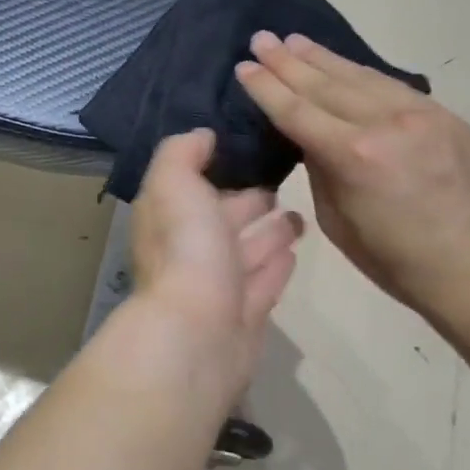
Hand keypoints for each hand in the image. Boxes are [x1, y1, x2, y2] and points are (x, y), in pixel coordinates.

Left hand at [129, 128, 302, 389]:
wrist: (198, 335)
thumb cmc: (185, 249)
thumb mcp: (174, 183)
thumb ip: (182, 153)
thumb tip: (202, 135)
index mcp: (169, 218)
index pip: (191, 186)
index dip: (215, 166)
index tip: (249, 147)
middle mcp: (190, 250)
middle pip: (223, 218)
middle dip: (249, 200)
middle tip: (283, 180)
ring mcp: (218, 286)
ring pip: (247, 251)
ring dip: (270, 232)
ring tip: (300, 213)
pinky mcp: (245, 315)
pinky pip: (264, 282)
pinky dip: (277, 265)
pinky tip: (295, 251)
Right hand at [234, 32, 469, 323]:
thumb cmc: (395, 260)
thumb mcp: (336, 220)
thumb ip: (321, 168)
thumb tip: (310, 138)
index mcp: (354, 156)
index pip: (297, 111)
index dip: (267, 87)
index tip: (244, 66)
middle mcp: (386, 123)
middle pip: (324, 85)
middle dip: (288, 62)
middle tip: (260, 39)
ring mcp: (422, 114)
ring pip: (360, 76)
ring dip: (323, 58)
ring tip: (294, 41)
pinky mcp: (446, 116)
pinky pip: (391, 86)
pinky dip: (359, 73)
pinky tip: (342, 65)